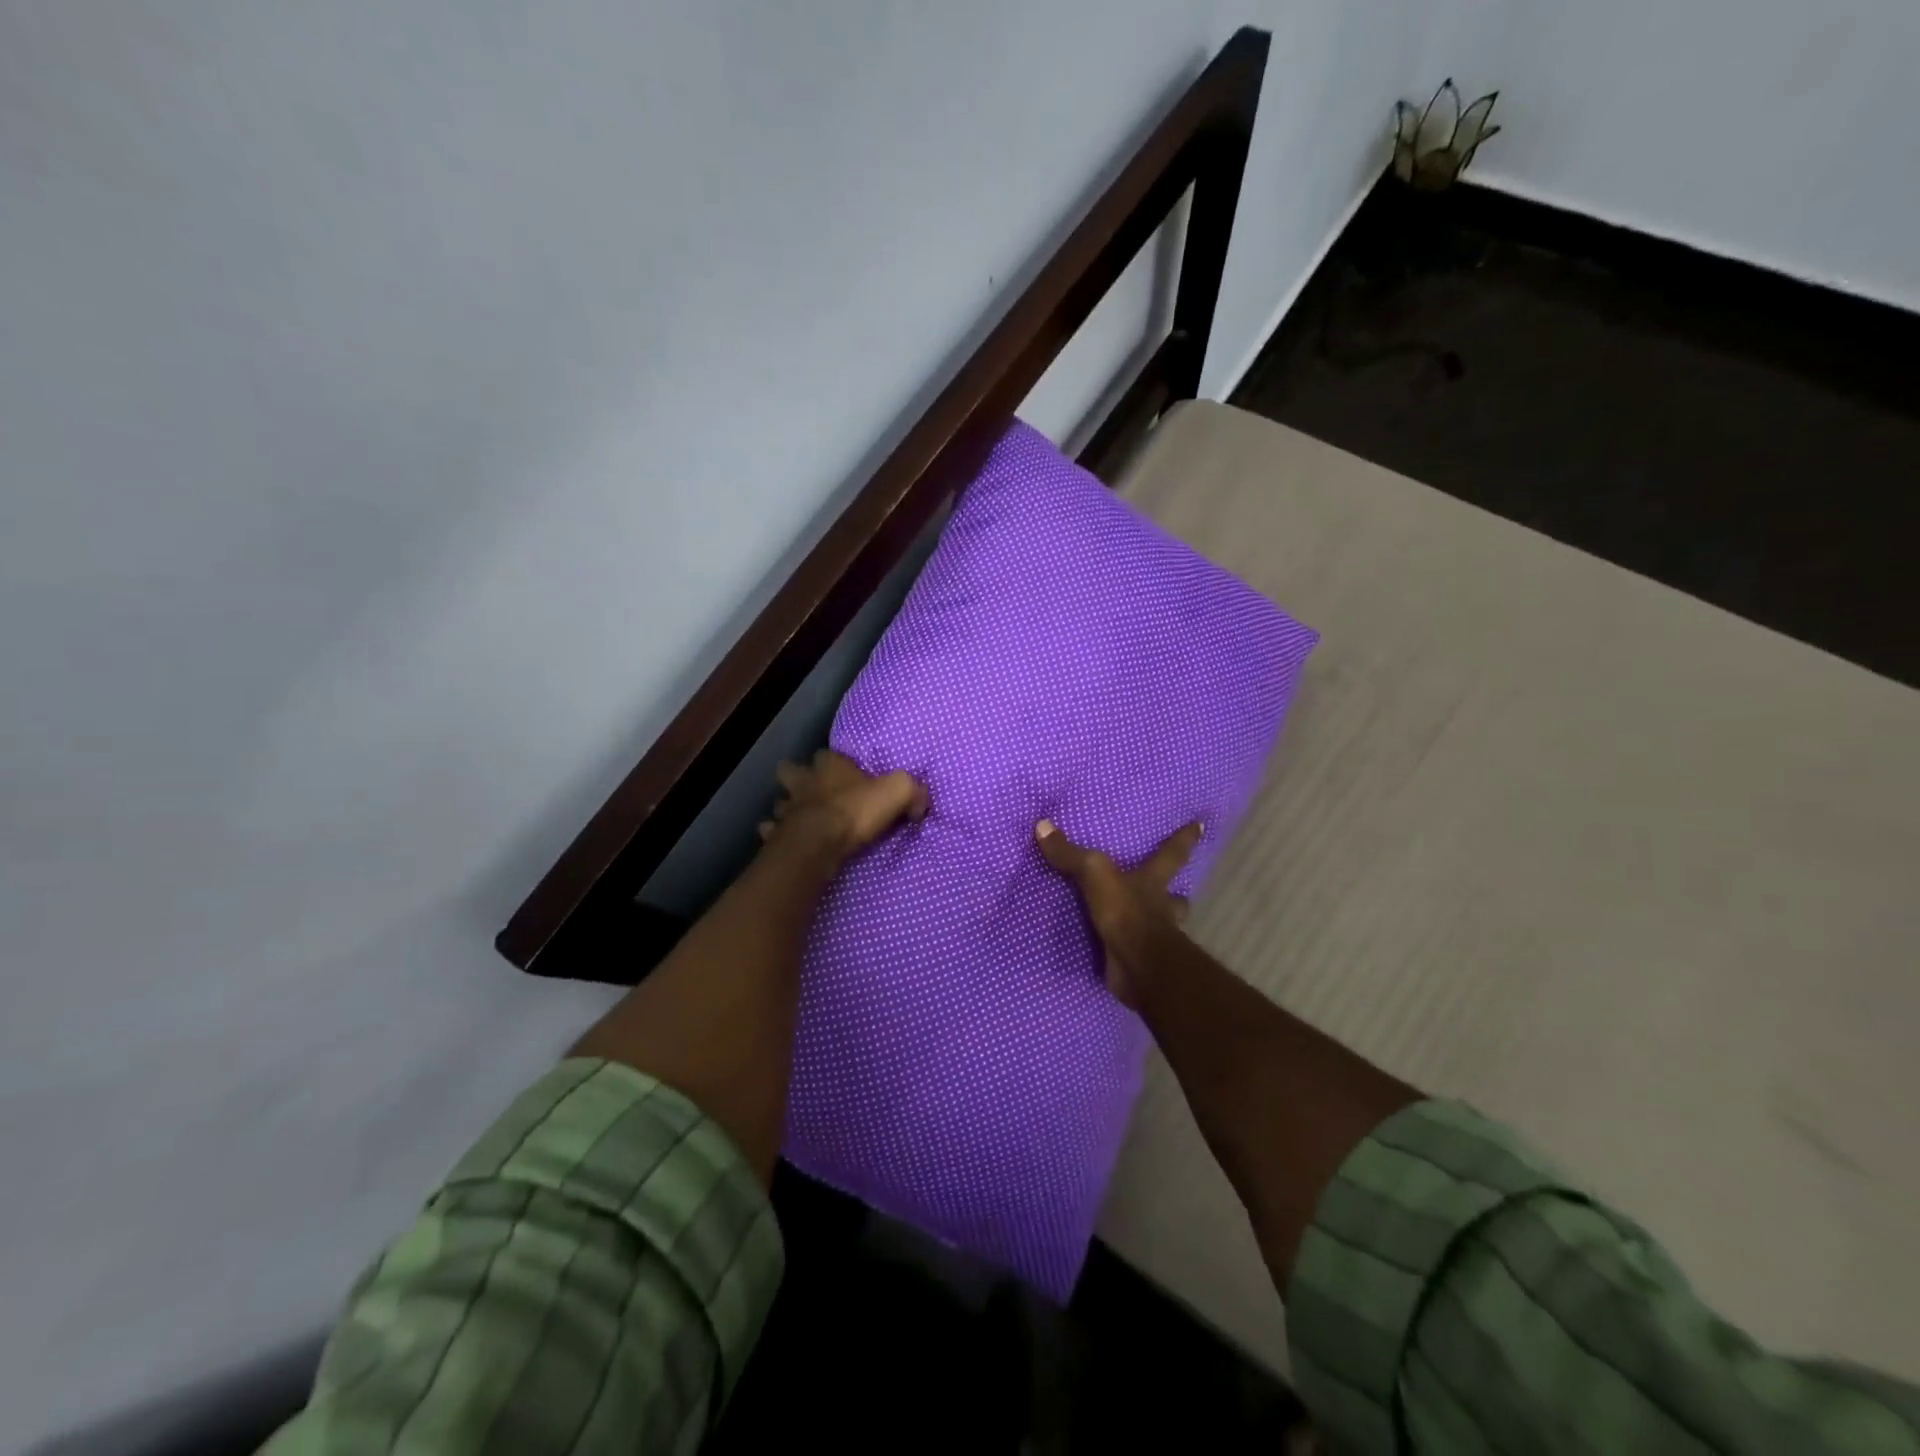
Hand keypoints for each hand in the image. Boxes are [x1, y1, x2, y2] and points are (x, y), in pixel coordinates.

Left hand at [759, 749, 928, 865]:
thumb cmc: (855, 812)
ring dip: (787, 808)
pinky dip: (775, 834)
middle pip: (791, 772)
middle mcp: (804, 783)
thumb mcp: (897, 792)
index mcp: (830, 767)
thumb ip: (912, 790)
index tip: (842, 771)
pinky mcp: (776, 835)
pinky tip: (782, 840)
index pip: (828, 754)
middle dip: (797, 777)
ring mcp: (786, 809)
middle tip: (809, 789)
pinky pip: (771, 831)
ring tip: (796, 818)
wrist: (818, 845)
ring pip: (781, 802)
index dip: (834, 762)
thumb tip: (920, 801)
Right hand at [1035, 818, 1201, 1008]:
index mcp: (1153, 883)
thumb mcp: (1095, 874)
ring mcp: (1153, 938)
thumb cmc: (1126, 912)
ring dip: (1152, 923)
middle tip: (1170, 889)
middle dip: (1174, 894)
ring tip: (1136, 921)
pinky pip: (1133, 952)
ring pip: (1160, 926)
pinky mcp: (1139, 963)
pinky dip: (1125, 951)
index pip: (1172, 854)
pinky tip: (1114, 951)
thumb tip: (1042, 825)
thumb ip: (1070, 854)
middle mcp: (1160, 909)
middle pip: (1175, 898)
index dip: (1185, 839)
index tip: (1201, 826)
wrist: (1137, 965)